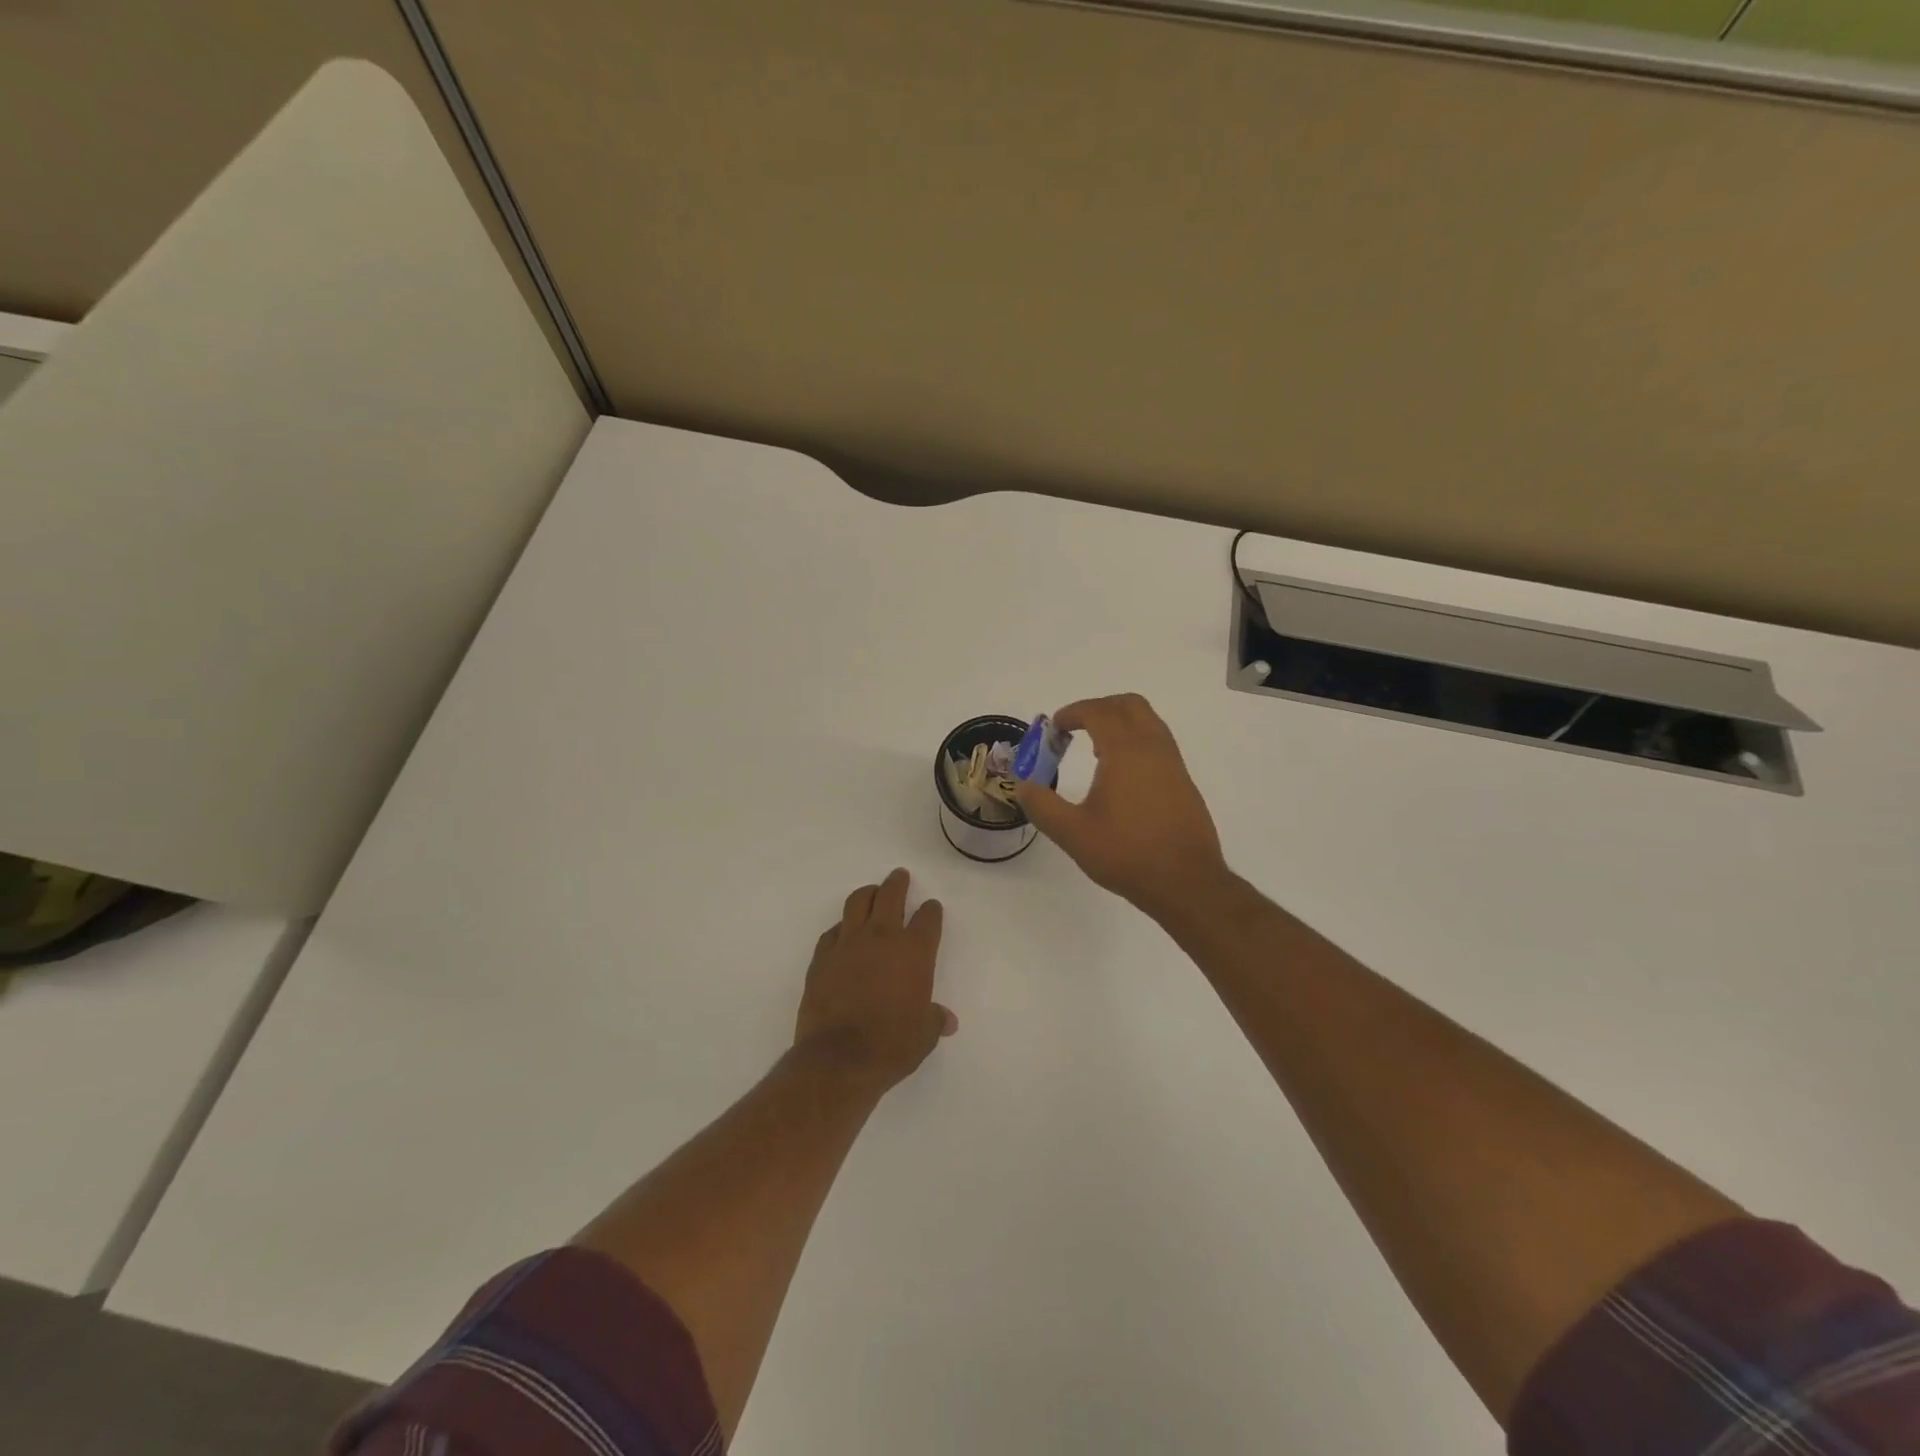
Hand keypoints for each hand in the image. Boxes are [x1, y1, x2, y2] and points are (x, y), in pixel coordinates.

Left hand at [795, 868, 955, 1092]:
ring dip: (867, 893)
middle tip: (899, 876)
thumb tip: (946, 1020)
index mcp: (914, 952)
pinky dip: (841, 927)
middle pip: (891, 896)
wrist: (839, 1058)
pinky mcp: (822, 958)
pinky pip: (832, 932)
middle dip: (897, 883)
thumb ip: (934, 1020)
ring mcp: (848, 944)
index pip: (927, 919)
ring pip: (857, 903)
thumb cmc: (892, 1045)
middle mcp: (882, 938)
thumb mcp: (924, 1035)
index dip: (931, 911)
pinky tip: (843, 931)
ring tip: (871, 892)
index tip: (931, 907)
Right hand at [1015, 694, 1230, 921]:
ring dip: (1120, 723)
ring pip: (1148, 722)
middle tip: (1076, 728)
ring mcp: (1173, 764)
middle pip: (1129, 705)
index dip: (1074, 712)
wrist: (1186, 882)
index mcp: (1126, 751)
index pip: (1099, 712)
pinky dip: (1136, 741)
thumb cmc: (1127, 854)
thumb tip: (1023, 786)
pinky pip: (1158, 743)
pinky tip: (1121, 775)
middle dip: (1099, 708)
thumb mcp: (1073, 833)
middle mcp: (1154, 748)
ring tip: (1096, 750)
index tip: (1055, 727)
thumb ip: (1043, 806)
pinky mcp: (1183, 782)